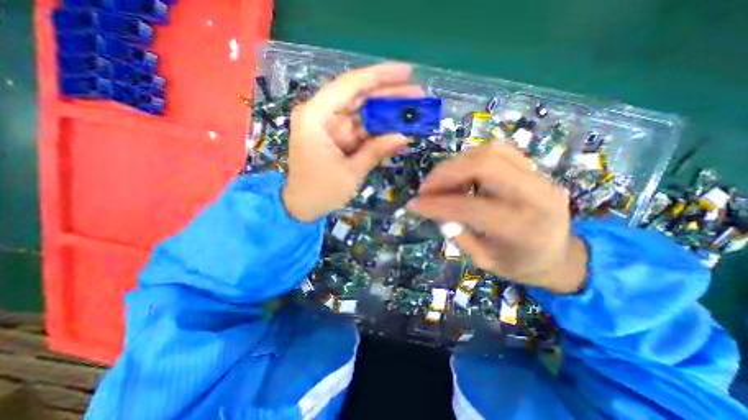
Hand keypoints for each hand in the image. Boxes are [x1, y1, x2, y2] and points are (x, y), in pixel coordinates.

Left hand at [283, 62, 422, 222]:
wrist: (302, 207)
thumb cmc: (321, 191)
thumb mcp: (351, 172)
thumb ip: (376, 151)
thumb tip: (403, 137)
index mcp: (316, 116)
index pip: (350, 85)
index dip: (380, 76)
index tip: (407, 72)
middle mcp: (321, 115)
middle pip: (358, 97)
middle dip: (388, 95)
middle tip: (417, 93)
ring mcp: (330, 127)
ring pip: (362, 113)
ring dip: (386, 113)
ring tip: (412, 110)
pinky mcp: (337, 139)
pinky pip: (360, 130)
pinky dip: (378, 131)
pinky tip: (397, 129)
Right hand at [407, 143, 586, 293]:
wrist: (561, 255)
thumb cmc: (521, 264)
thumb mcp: (484, 261)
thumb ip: (458, 235)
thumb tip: (435, 210)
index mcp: (523, 229)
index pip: (470, 207)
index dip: (436, 204)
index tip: (414, 205)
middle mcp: (536, 195)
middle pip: (484, 165)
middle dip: (445, 173)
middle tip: (425, 188)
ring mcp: (539, 177)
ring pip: (489, 151)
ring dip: (455, 164)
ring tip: (439, 182)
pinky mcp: (535, 168)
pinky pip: (497, 151)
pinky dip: (470, 159)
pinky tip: (459, 174)